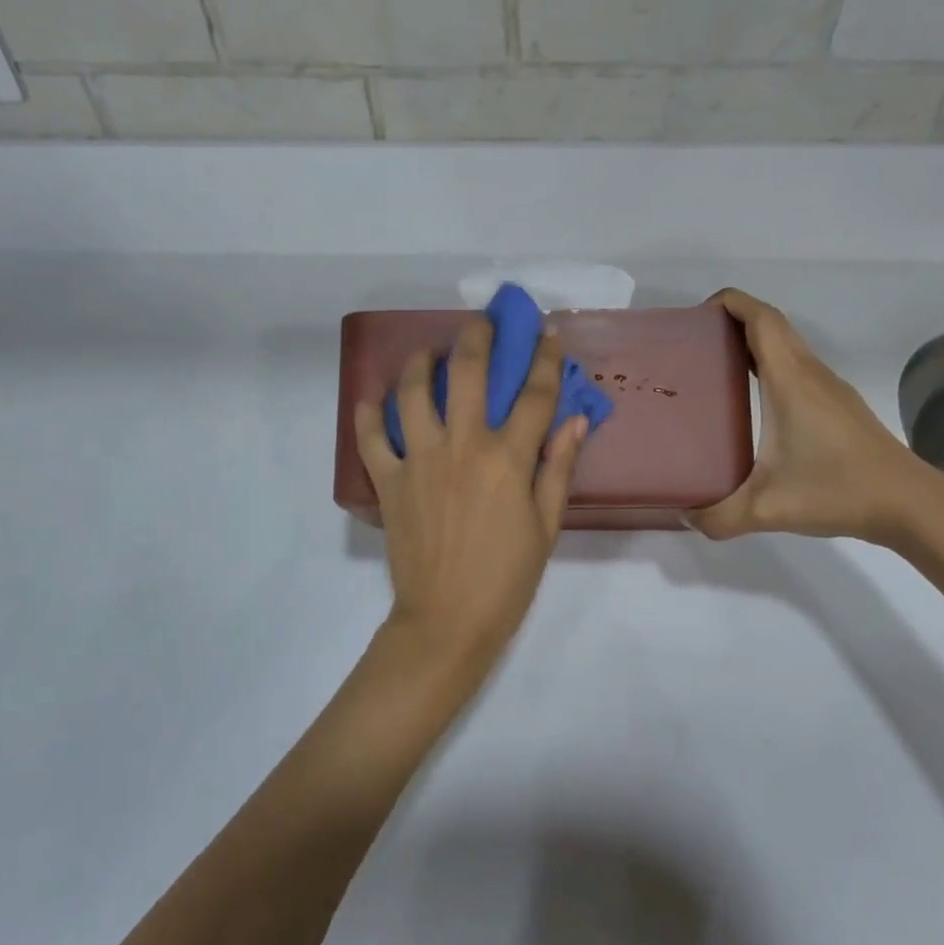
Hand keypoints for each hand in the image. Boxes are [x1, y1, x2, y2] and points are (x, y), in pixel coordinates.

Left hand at [355, 317, 587, 664]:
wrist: (447, 622)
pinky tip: (373, 398)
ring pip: (411, 393)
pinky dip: (367, 414)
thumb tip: (576, 418)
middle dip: (476, 336)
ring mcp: (419, 460)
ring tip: (427, 352)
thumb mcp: (546, 526)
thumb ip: (559, 466)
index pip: (533, 394)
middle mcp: (461, 447)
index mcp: (506, 458)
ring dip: (419, 362)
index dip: (544, 358)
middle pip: (466, 372)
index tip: (545, 332)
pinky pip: (370, 438)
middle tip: (481, 322)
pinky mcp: (388, 481)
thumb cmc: (507, 578)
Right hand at [690, 288, 938, 545]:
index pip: (761, 319)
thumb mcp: (768, 509)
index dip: (730, 303)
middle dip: (733, 318)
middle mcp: (810, 373)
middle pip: (772, 323)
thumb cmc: (839, 491)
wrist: (909, 503)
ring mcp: (828, 386)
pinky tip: (752, 397)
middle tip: (695, 342)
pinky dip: (769, 362)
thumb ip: (718, 517)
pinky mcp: (838, 403)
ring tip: (714, 365)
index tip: (696, 316)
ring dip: (752, 340)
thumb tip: (683, 515)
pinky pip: (796, 364)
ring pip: (787, 343)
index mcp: (790, 381)